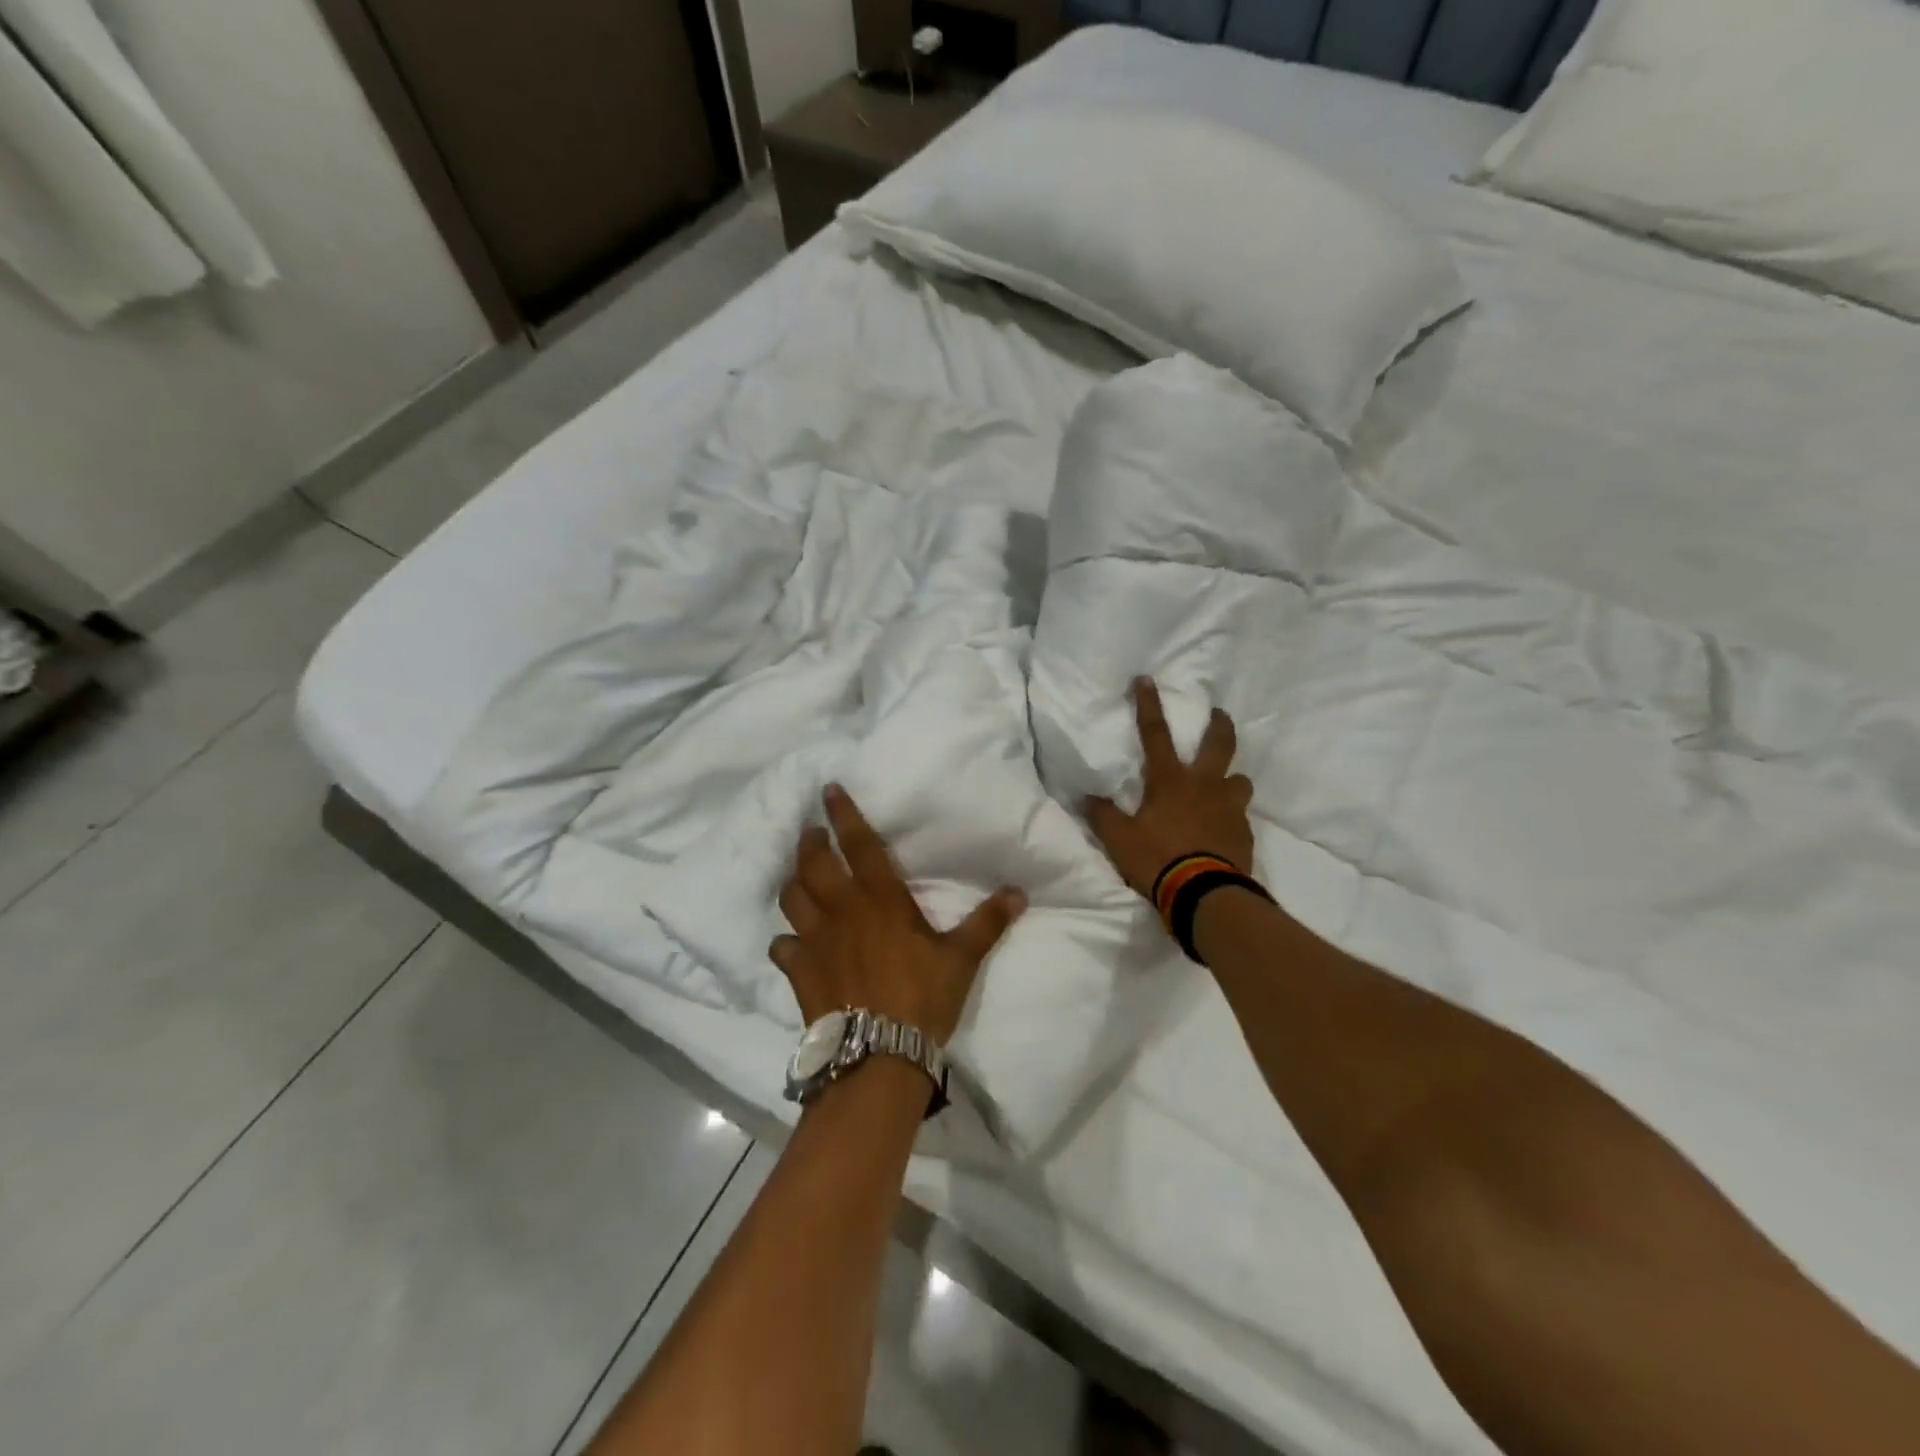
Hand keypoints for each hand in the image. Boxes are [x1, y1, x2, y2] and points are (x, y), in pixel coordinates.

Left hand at [770, 785, 1026, 1042]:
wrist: (878, 1054)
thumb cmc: (922, 998)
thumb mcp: (961, 958)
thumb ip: (987, 922)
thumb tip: (1019, 893)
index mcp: (880, 899)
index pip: (858, 845)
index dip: (844, 815)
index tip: (829, 790)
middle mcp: (841, 910)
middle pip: (813, 864)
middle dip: (810, 843)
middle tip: (813, 834)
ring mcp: (814, 940)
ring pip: (791, 898)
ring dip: (793, 883)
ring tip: (799, 878)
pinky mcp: (798, 971)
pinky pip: (780, 946)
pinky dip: (784, 940)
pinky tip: (790, 942)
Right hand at [1086, 677, 1254, 899]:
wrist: (1206, 895)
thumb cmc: (1158, 859)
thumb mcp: (1119, 839)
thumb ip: (1103, 816)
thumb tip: (1087, 798)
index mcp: (1170, 781)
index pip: (1155, 734)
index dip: (1149, 704)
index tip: (1146, 679)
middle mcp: (1205, 786)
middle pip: (1219, 744)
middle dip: (1219, 725)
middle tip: (1219, 714)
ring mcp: (1230, 808)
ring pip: (1240, 779)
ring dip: (1231, 779)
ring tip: (1223, 787)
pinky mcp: (1245, 833)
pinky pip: (1241, 816)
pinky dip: (1231, 816)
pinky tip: (1223, 829)